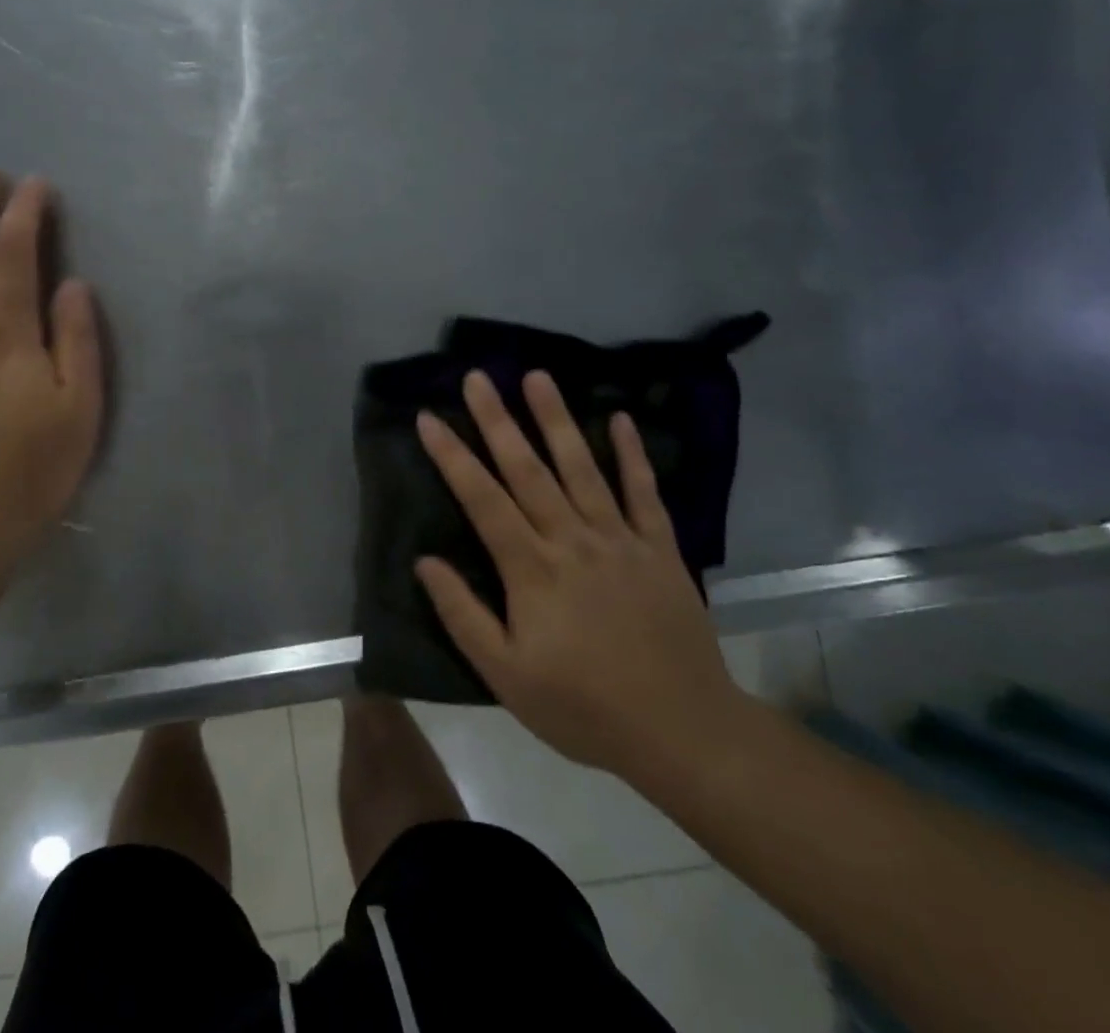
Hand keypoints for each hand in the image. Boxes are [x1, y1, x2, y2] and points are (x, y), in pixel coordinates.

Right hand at [414, 372, 747, 780]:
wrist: (684, 733)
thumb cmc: (584, 707)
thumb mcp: (506, 676)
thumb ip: (462, 615)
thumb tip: (425, 562)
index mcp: (531, 569)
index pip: (482, 499)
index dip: (452, 456)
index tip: (428, 417)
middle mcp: (572, 540)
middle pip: (527, 470)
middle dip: (498, 420)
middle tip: (478, 377)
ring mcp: (620, 540)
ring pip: (582, 468)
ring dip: (557, 419)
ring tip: (537, 376)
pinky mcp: (660, 549)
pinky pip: (644, 493)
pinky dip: (633, 454)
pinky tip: (620, 418)